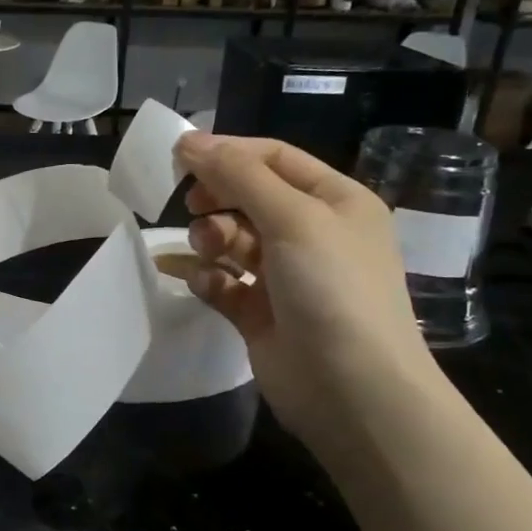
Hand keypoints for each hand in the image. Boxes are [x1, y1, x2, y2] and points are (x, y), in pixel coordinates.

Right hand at [173, 132, 440, 448]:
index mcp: (335, 201)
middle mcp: (312, 234)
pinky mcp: (259, 314)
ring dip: (211, 239)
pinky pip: (223, 282)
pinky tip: (203, 282)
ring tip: (207, 250)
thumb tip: (189, 140)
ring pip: (232, 240)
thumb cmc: (332, 288)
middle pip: (248, 198)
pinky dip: (208, 278)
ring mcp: (285, 276)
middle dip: (217, 198)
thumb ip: (239, 175)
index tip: (178, 156)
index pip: (274, 159)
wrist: (353, 390)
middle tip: (191, 206)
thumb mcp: (292, 218)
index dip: (227, 153)